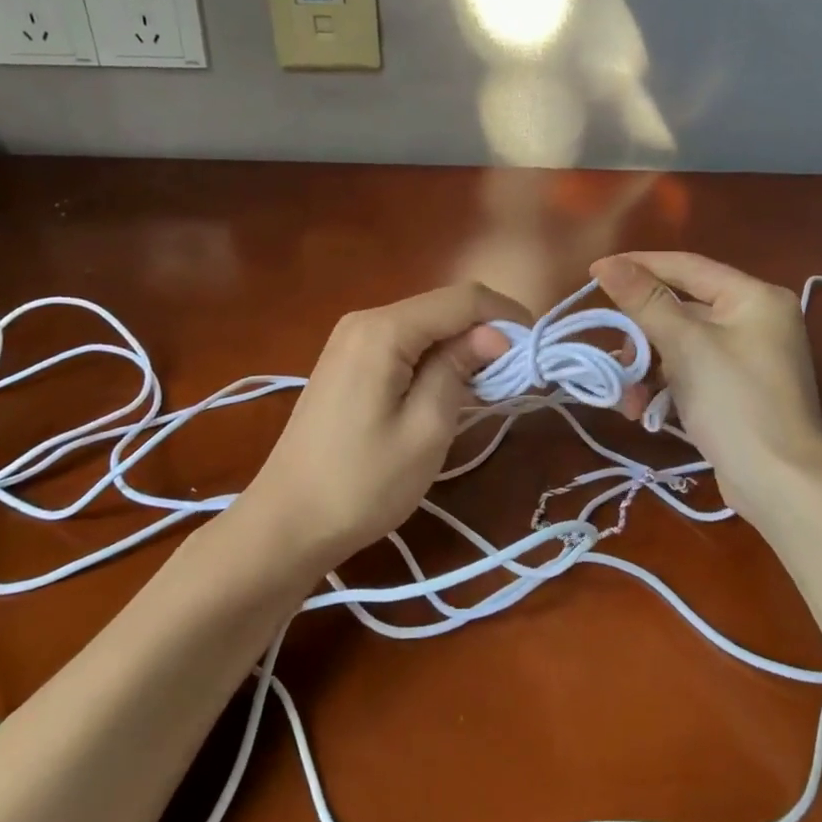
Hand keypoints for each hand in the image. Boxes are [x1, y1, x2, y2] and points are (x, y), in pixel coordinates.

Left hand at [243, 282, 526, 570]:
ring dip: (462, 345)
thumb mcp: (425, 430)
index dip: (506, 316)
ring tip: (490, 384)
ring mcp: (351, 339)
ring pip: (426, 324)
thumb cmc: (361, 483)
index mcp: (383, 329)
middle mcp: (365, 320)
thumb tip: (495, 333)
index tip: (536, 349)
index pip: (462, 299)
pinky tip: (448, 388)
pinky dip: (435, 356)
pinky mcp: (347, 360)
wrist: (285, 523)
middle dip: (486, 331)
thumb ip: (459, 369)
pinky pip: (404, 342)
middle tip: (516, 374)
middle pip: (443, 307)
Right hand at [591, 252, 821, 523]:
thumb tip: (608, 263)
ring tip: (628, 400)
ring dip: (648, 368)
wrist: (781, 486)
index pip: (686, 266)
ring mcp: (749, 357)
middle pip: (681, 309)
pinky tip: (645, 412)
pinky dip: (666, 386)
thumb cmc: (735, 403)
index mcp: (754, 297)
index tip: (594, 272)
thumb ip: (645, 301)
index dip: (638, 266)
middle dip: (642, 336)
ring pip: (681, 345)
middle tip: (616, 358)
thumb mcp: (685, 346)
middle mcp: (755, 319)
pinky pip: (692, 372)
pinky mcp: (738, 390)